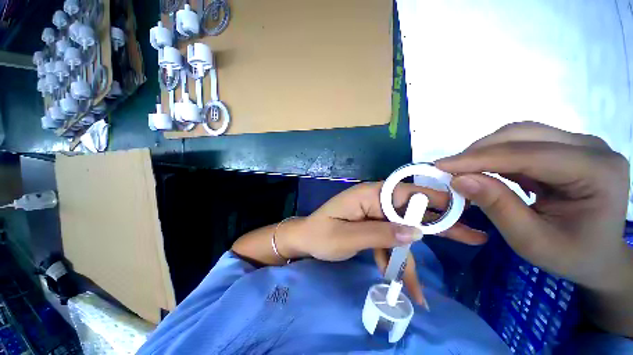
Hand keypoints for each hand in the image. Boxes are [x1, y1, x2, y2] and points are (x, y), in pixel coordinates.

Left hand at [281, 182, 486, 304]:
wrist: (305, 240)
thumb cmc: (320, 235)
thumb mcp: (347, 237)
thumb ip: (380, 233)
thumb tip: (416, 233)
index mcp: (368, 195)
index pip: (406, 193)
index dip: (434, 200)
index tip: (463, 211)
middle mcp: (374, 201)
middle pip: (410, 212)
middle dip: (439, 227)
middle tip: (473, 237)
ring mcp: (373, 215)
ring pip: (401, 233)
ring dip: (413, 258)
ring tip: (428, 285)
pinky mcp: (371, 228)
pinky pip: (389, 243)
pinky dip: (396, 262)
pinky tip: (404, 286)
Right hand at [435, 122, 632, 335]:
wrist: (599, 255)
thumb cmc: (572, 255)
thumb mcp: (532, 241)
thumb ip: (498, 207)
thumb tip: (458, 180)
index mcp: (598, 173)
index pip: (529, 155)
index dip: (480, 159)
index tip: (440, 166)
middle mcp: (592, 148)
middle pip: (523, 134)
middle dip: (480, 151)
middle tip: (449, 169)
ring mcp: (580, 143)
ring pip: (520, 133)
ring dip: (486, 150)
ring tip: (463, 170)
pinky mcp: (566, 147)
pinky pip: (522, 142)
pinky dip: (496, 154)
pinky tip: (484, 169)